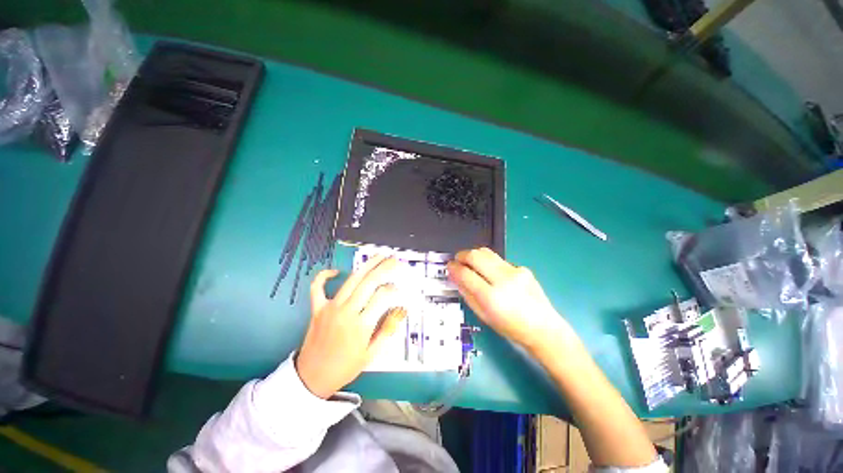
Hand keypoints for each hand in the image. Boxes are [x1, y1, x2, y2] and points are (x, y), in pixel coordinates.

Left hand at [296, 255, 406, 398]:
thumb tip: (400, 310)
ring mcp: (330, 308)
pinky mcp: (317, 308)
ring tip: (379, 256)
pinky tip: (335, 271)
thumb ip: (388, 330)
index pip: (382, 296)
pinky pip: (317, 288)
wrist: (312, 378)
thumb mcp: (372, 354)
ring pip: (351, 280)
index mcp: (362, 325)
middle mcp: (347, 312)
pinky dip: (324, 276)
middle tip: (395, 260)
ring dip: (367, 265)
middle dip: (385, 268)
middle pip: (369, 282)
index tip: (399, 289)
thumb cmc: (345, 367)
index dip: (394, 289)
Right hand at [447, 248, 568, 350]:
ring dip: (474, 255)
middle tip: (457, 260)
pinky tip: (491, 273)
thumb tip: (456, 277)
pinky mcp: (522, 268)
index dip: (454, 268)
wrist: (543, 328)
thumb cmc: (511, 328)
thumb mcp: (483, 316)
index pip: (466, 274)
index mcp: (491, 298)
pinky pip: (499, 260)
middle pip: (476, 256)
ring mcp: (515, 271)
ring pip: (487, 252)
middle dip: (462, 255)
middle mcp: (503, 280)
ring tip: (470, 262)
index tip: (449, 266)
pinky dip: (489, 263)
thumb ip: (467, 294)